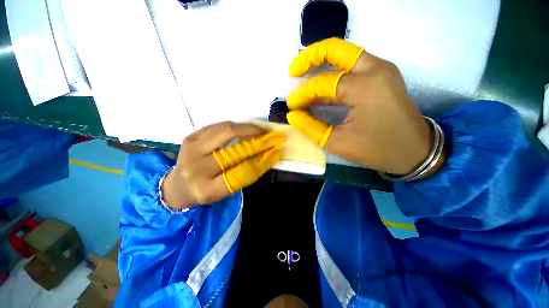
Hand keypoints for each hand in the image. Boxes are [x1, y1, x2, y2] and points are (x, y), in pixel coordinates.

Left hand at [162, 122, 284, 209]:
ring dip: (247, 129)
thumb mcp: (225, 191)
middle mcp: (197, 169)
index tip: (275, 152)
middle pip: (234, 150)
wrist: (178, 185)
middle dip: (257, 142)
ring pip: (225, 131)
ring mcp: (190, 150)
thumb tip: (266, 155)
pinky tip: (244, 128)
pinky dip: (234, 126)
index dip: (261, 161)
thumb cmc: (205, 191)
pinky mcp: (189, 137)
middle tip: (271, 137)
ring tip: (260, 130)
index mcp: (207, 189)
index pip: (241, 173)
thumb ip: (244, 174)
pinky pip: (217, 126)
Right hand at [287, 38, 431, 174]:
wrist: (416, 151)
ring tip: (302, 77)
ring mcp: (382, 69)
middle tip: (293, 71)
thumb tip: (293, 116)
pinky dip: (334, 74)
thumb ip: (311, 127)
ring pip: (345, 55)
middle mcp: (375, 69)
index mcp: (364, 87)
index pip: (323, 84)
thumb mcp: (338, 142)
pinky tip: (322, 87)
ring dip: (321, 64)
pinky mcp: (383, 76)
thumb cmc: (376, 149)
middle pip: (336, 49)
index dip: (303, 95)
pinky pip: (353, 67)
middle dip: (310, 57)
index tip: (292, 106)